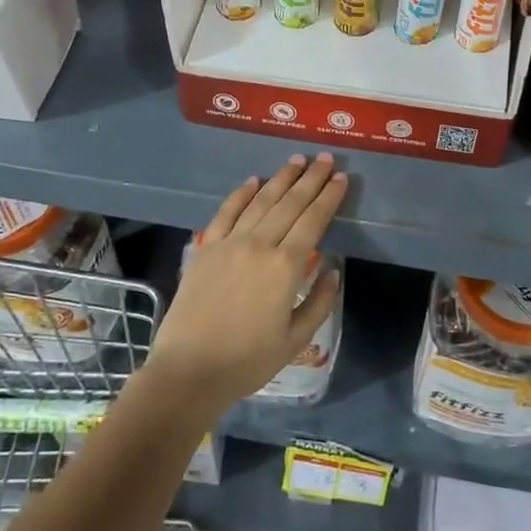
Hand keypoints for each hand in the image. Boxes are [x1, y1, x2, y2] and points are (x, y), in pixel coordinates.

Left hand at [146, 154, 345, 413]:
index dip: (329, 198)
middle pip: (290, 203)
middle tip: (326, 158)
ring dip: (281, 178)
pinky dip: (242, 194)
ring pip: (261, 201)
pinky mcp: (206, 248)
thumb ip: (320, 302)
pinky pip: (227, 212)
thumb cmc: (247, 361)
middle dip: (311, 179)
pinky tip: (254, 181)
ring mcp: (230, 243)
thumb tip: (333, 269)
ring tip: (297, 160)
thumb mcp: (295, 340)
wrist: (189, 371)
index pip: (313, 221)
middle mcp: (260, 245)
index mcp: (286, 267)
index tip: (342, 178)